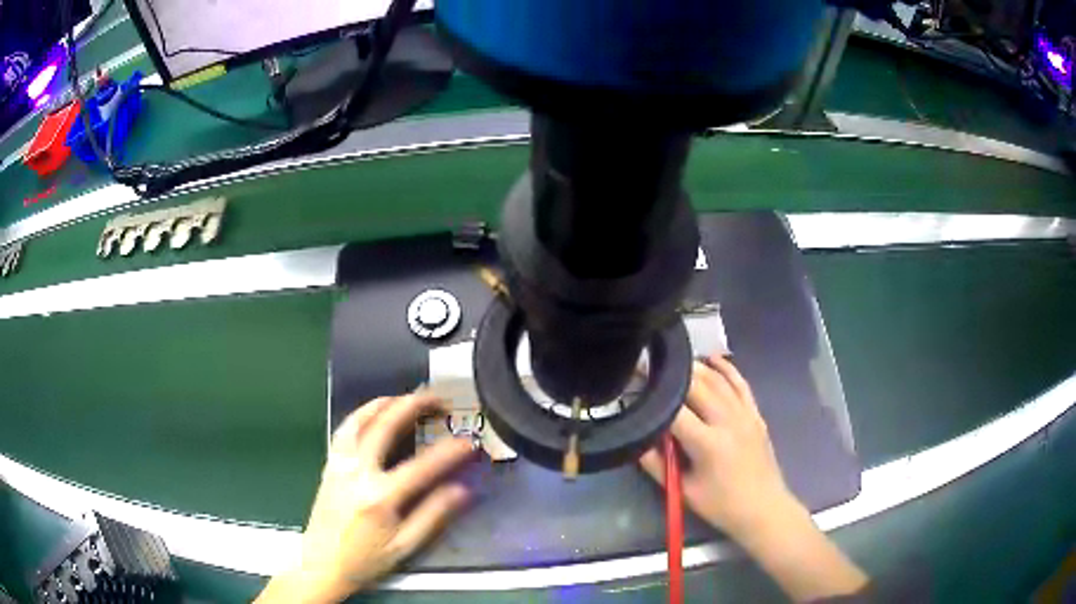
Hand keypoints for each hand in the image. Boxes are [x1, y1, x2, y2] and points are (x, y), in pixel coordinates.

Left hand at [258, 392, 475, 603]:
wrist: (321, 564)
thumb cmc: (365, 560)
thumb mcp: (405, 546)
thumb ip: (433, 516)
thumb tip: (462, 490)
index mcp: (380, 497)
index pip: (421, 466)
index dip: (448, 452)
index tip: (468, 442)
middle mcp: (357, 472)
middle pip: (385, 426)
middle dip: (413, 405)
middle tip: (437, 398)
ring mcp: (339, 464)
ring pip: (360, 419)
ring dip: (386, 402)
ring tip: (408, 398)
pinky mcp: (329, 464)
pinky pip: (345, 429)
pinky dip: (363, 413)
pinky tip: (374, 413)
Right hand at [640, 355, 800, 540]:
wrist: (763, 508)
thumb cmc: (721, 505)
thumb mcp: (683, 490)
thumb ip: (656, 464)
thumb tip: (638, 440)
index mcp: (707, 443)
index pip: (675, 411)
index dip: (654, 395)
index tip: (637, 383)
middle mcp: (727, 421)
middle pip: (697, 387)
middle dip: (673, 375)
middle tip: (652, 367)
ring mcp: (745, 414)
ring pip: (718, 380)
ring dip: (697, 368)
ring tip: (675, 361)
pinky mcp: (755, 414)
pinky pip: (741, 384)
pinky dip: (727, 369)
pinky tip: (713, 359)